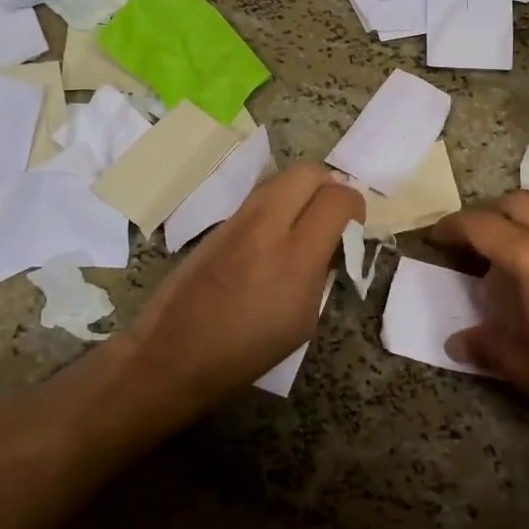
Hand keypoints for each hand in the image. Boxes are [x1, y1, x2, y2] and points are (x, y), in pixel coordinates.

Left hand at [122, 162, 362, 408]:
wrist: (172, 355)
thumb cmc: (246, 353)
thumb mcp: (304, 321)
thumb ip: (321, 272)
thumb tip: (330, 245)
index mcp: (295, 258)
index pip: (338, 199)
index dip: (356, 206)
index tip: (354, 226)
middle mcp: (266, 227)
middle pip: (308, 173)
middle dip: (329, 186)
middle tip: (332, 216)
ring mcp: (237, 221)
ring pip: (281, 179)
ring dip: (301, 193)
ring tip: (304, 225)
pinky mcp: (218, 225)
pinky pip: (258, 198)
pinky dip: (277, 205)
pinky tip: (274, 238)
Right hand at [430, 191, 528, 426]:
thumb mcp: (524, 366)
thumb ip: (487, 347)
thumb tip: (457, 341)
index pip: (482, 226)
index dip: (452, 227)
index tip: (434, 238)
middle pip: (516, 202)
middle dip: (487, 213)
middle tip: (468, 241)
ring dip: (516, 223)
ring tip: (501, 258)